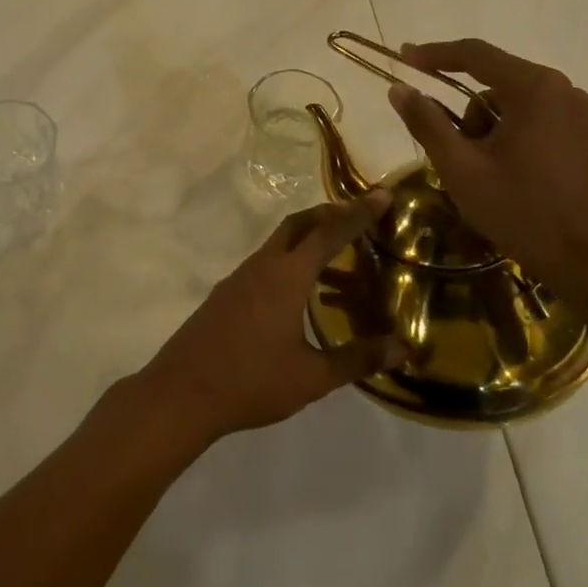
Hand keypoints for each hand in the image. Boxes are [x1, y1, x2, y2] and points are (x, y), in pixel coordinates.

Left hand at [134, 192, 405, 446]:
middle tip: (359, 215)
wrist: (183, 392)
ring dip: (308, 239)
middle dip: (329, 213)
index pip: (328, 233)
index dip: (358, 213)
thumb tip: (404, 347)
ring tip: (338, 257)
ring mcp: (239, 278)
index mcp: (286, 276)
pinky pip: (265, 263)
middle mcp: (262, 266)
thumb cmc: (251, 381)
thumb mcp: (312, 377)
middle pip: (298, 224)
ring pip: (279, 243)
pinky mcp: (226, 293)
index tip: (381, 194)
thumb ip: (358, 358)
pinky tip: (300, 293)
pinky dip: (289, 262)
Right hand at [387, 39, 587, 317]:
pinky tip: (502, 176)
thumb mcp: (461, 168)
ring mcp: (575, 113)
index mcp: (533, 88)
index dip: (433, 54)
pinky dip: (506, 138)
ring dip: (485, 130)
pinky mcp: (581, 136)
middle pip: (492, 82)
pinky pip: (530, 120)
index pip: (474, 54)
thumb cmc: (523, 210)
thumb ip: (426, 123)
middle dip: (463, 114)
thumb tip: (399, 89)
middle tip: (448, 154)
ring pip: (509, 105)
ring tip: (480, 176)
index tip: (402, 58)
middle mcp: (560, 89)